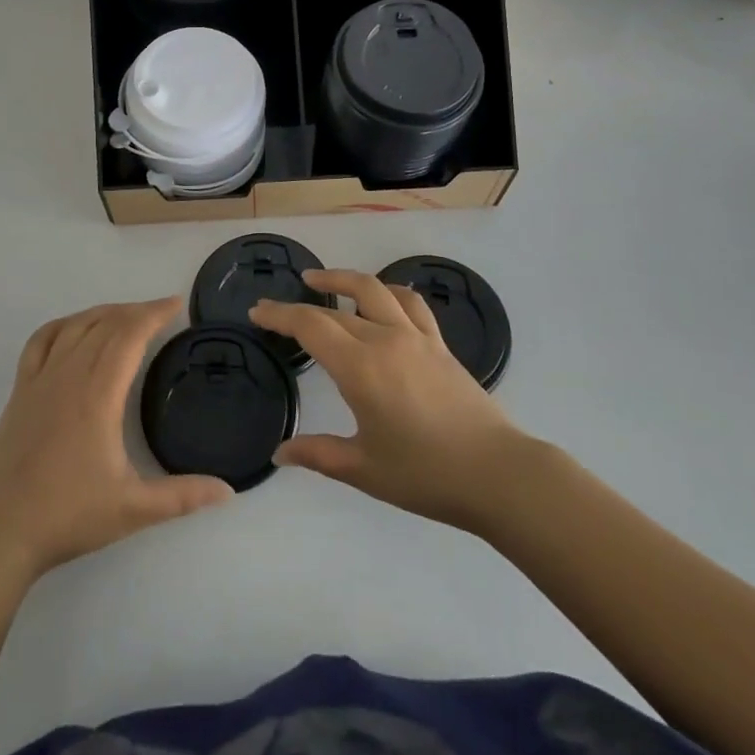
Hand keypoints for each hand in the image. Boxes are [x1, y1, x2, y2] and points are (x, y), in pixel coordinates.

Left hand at [0, 298, 231, 582]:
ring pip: (75, 326)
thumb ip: (182, 497)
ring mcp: (40, 379)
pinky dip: (64, 325)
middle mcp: (69, 374)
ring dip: (104, 312)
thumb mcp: (132, 509)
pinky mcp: (20, 391)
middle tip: (162, 311)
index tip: (177, 304)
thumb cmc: (66, 516)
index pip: (129, 335)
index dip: (154, 313)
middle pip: (105, 324)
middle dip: (136, 311)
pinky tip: (74, 329)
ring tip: (126, 316)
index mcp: (98, 393)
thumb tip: (229, 491)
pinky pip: (42, 340)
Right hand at [253, 270, 525, 531]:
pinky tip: (382, 297)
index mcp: (360, 368)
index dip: (280, 315)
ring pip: (375, 290)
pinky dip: (389, 292)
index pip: (310, 326)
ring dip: (344, 280)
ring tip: (322, 281)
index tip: (257, 311)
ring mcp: (416, 338)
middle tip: (278, 305)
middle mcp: (385, 340)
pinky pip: (411, 304)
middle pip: (335, 308)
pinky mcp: (439, 345)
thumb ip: (318, 454)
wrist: (496, 473)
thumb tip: (280, 452)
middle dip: (301, 303)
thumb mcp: (363, 469)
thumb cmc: (425, 474)